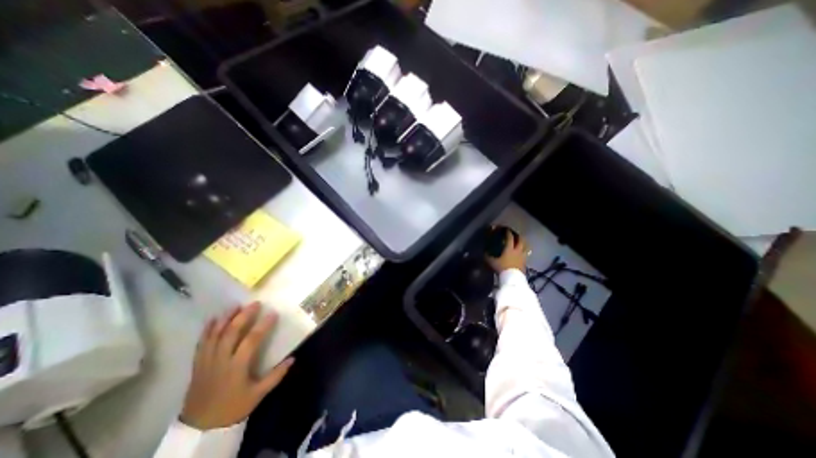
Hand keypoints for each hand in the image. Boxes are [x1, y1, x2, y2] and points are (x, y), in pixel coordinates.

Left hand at [179, 302, 294, 430]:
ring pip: (215, 335)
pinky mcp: (198, 364)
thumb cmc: (233, 408)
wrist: (200, 428)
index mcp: (237, 367)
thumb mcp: (258, 394)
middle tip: (255, 304)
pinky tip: (214, 319)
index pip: (251, 340)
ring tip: (236, 306)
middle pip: (231, 333)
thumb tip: (293, 358)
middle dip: (243, 316)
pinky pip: (201, 343)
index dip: (263, 325)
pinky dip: (207, 330)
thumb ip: (276, 375)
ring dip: (226, 319)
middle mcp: (221, 360)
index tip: (273, 314)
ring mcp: (207, 361)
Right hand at [483, 227, 529, 272]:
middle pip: (521, 240)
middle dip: (518, 236)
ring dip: (524, 243)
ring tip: (521, 242)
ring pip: (526, 247)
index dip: (508, 232)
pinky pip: (526, 255)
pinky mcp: (525, 263)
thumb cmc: (501, 268)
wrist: (512, 279)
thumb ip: (488, 256)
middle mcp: (517, 251)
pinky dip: (524, 252)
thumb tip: (484, 252)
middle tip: (515, 234)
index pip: (510, 238)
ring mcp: (522, 257)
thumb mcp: (491, 262)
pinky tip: (522, 253)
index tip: (506, 229)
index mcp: (509, 249)